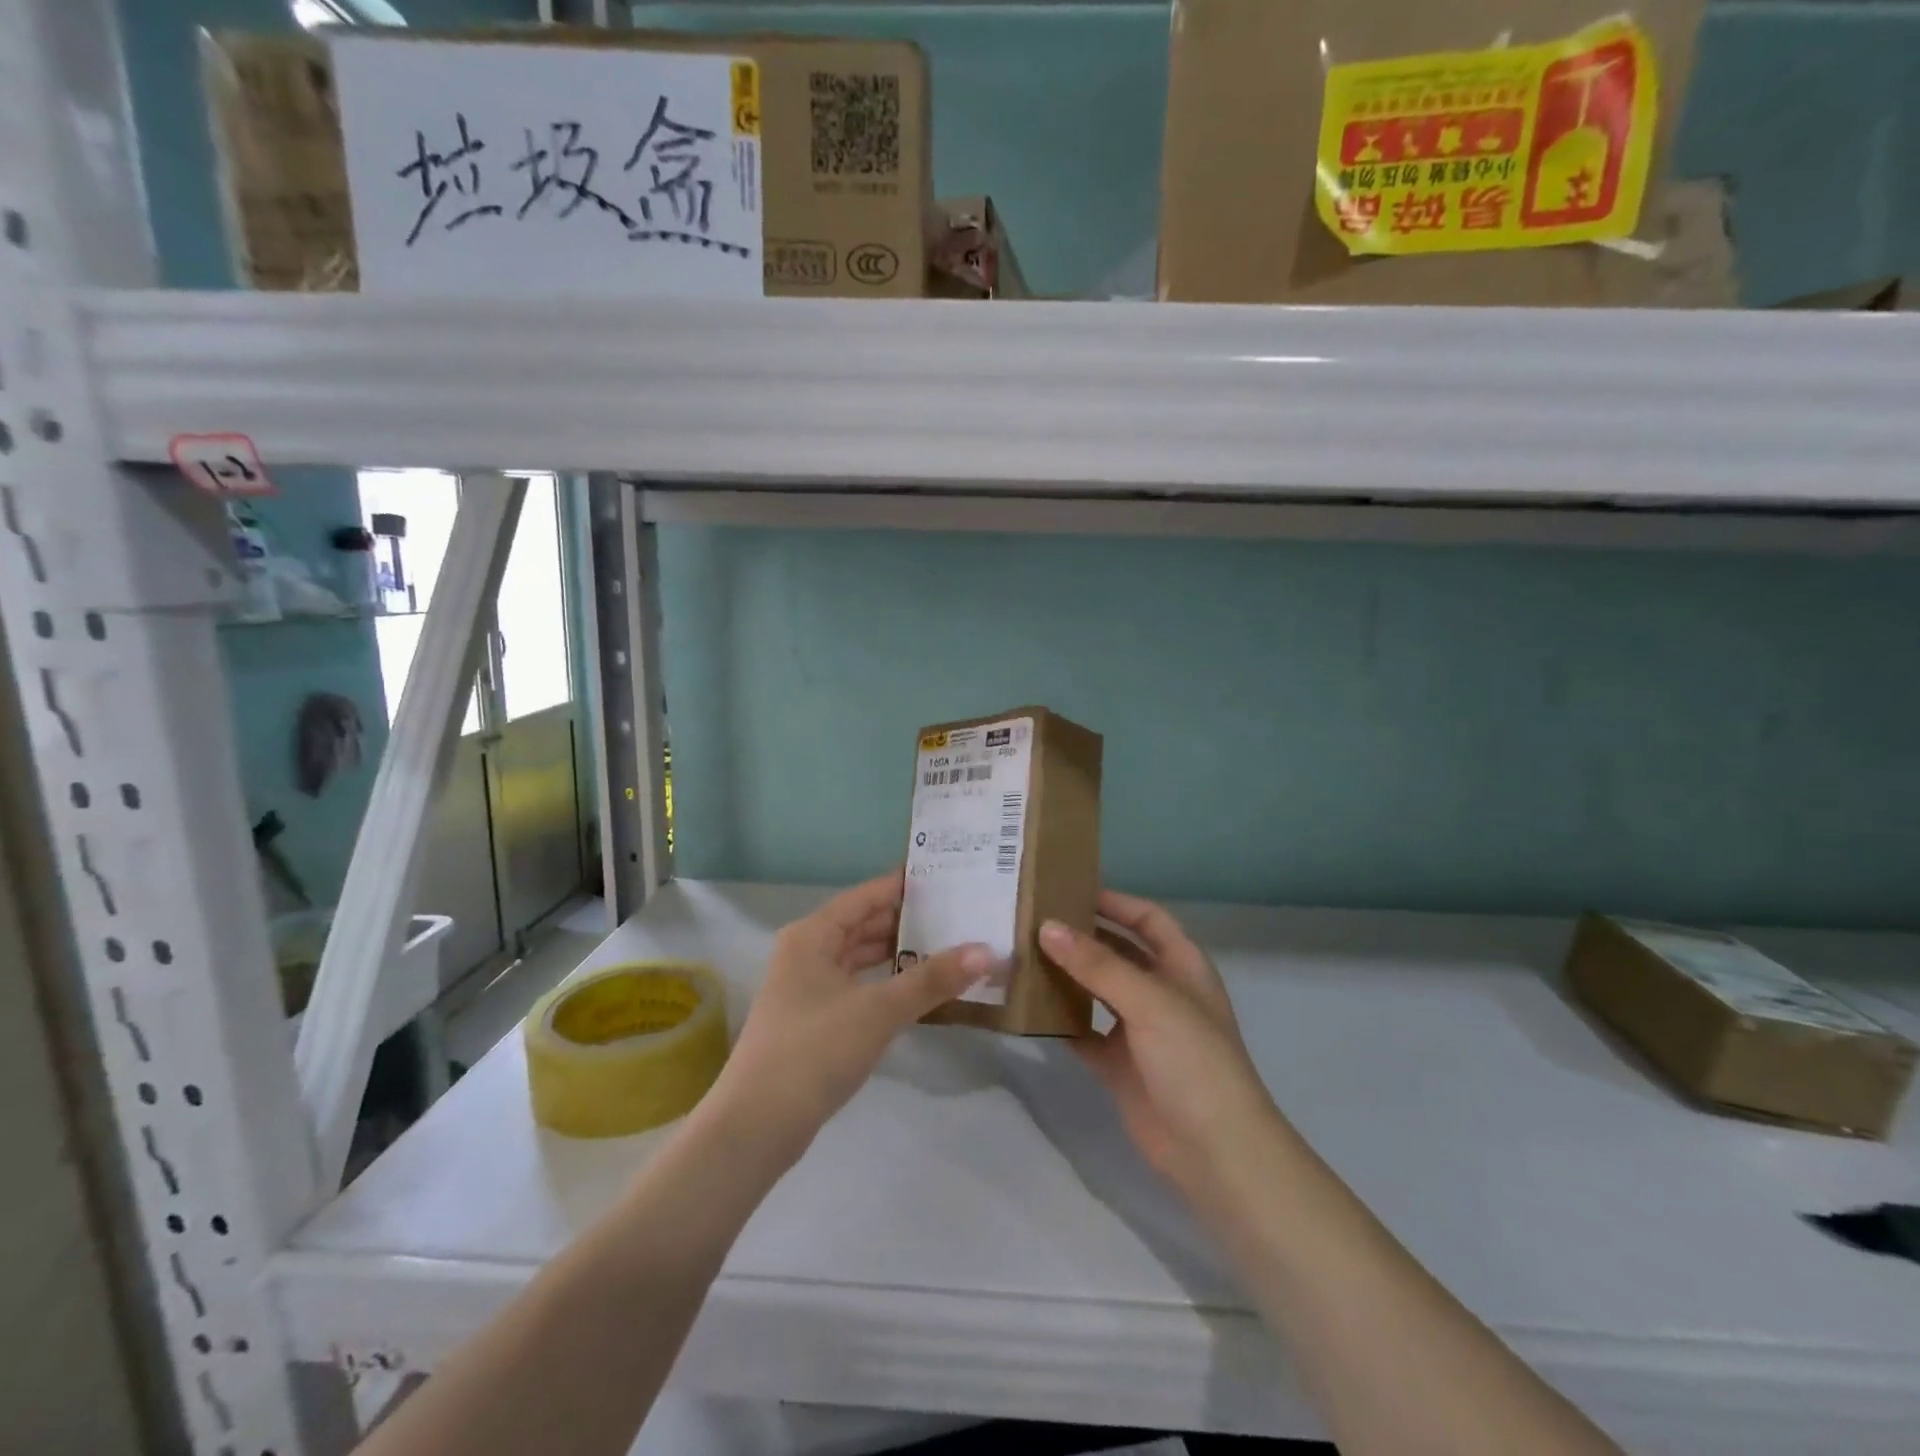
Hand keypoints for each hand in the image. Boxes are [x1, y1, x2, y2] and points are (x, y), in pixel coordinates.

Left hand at [709, 871, 991, 1160]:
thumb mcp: (879, 1010)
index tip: (944, 876)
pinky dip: (885, 983)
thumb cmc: (815, 1050)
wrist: (756, 1125)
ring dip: (897, 954)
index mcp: (812, 936)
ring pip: (859, 958)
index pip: (865, 896)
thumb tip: (986, 951)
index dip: (903, 886)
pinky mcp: (813, 1021)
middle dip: (906, 920)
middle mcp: (806, 953)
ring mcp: (807, 989)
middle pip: (862, 925)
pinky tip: (916, 989)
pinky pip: (857, 986)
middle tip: (955, 912)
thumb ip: (932, 979)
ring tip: (946, 946)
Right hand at [1040, 892, 1278, 1200]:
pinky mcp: (1119, 1064)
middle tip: (1033, 919)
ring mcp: (1140, 1030)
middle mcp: (1161, 992)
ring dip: (1067, 975)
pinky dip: (1060, 1021)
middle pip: (1118, 952)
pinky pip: (1084, 1032)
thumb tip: (1047, 926)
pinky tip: (1028, 1008)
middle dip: (1082, 936)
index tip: (1070, 888)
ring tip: (1023, 955)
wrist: (1216, 1153)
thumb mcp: (1150, 1002)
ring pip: (1097, 990)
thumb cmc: (1194, 1061)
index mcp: (1182, 967)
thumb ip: (1097, 964)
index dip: (1115, 901)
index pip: (1148, 919)